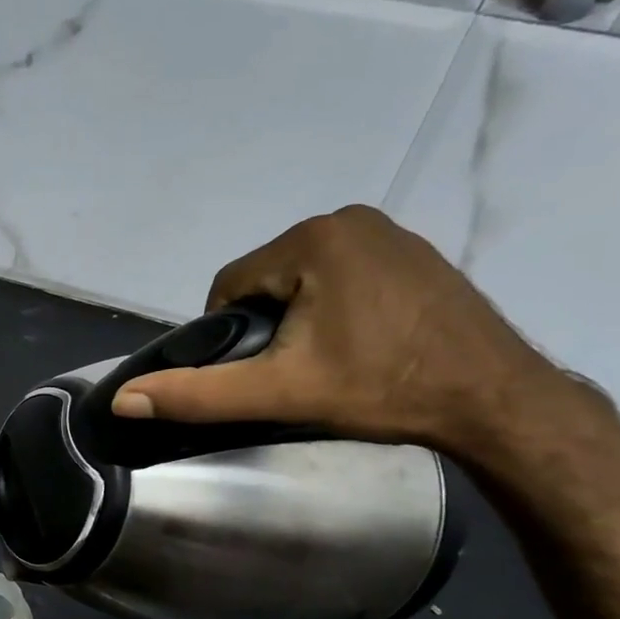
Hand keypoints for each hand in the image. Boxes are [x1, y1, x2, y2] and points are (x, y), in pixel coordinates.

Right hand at [110, 205, 587, 460]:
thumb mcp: (280, 393)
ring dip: (298, 316)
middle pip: (268, 278)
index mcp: (311, 239)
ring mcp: (388, 231)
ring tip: (324, 362)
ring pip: (304, 277)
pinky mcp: (414, 251)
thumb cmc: (382, 388)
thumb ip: (197, 393)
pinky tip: (359, 344)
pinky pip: (344, 274)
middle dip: (266, 324)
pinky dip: (336, 305)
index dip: (227, 333)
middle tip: (292, 373)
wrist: (496, 399)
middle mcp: (348, 219)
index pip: (230, 284)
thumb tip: (123, 400)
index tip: (254, 373)